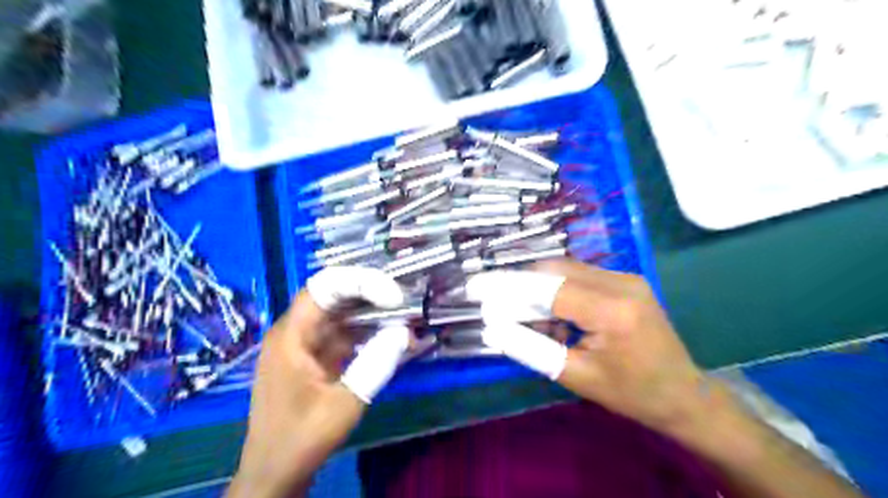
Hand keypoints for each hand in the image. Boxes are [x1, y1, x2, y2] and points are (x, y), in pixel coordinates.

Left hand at [227, 269, 409, 497]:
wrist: (275, 472)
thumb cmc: (300, 439)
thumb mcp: (343, 405)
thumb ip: (374, 366)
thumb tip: (403, 332)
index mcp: (292, 335)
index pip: (325, 287)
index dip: (361, 282)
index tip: (394, 298)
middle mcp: (297, 331)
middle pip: (335, 295)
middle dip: (371, 293)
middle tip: (404, 303)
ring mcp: (307, 343)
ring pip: (343, 313)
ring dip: (373, 313)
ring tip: (405, 319)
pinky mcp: (318, 356)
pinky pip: (346, 333)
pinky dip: (369, 333)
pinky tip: (392, 338)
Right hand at [472, 261, 867, 497]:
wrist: (684, 393)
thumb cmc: (632, 393)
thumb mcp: (577, 377)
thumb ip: (533, 349)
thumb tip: (494, 329)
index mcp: (613, 312)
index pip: (548, 288)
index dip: (507, 287)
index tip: (475, 288)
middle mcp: (622, 283)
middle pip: (554, 269)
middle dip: (517, 283)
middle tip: (493, 302)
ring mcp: (626, 277)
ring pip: (564, 268)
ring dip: (536, 287)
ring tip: (522, 315)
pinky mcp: (625, 280)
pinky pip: (578, 275)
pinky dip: (555, 290)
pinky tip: (550, 315)